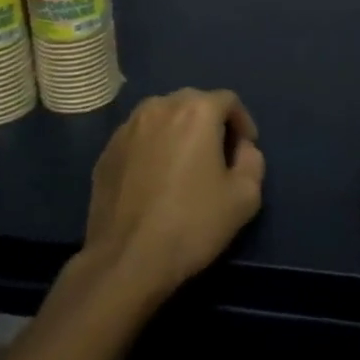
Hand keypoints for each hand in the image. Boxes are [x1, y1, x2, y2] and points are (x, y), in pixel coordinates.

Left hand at [79, 89, 265, 301]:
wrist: (126, 259)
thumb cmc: (192, 224)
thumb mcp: (245, 197)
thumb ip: (252, 161)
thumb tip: (242, 148)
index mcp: (196, 111)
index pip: (228, 100)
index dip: (242, 122)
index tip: (245, 150)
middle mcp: (159, 107)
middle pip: (192, 103)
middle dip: (209, 122)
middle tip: (218, 155)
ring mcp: (127, 128)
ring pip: (162, 116)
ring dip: (178, 131)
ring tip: (184, 163)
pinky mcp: (106, 151)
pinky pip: (138, 137)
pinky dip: (152, 147)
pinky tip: (155, 178)